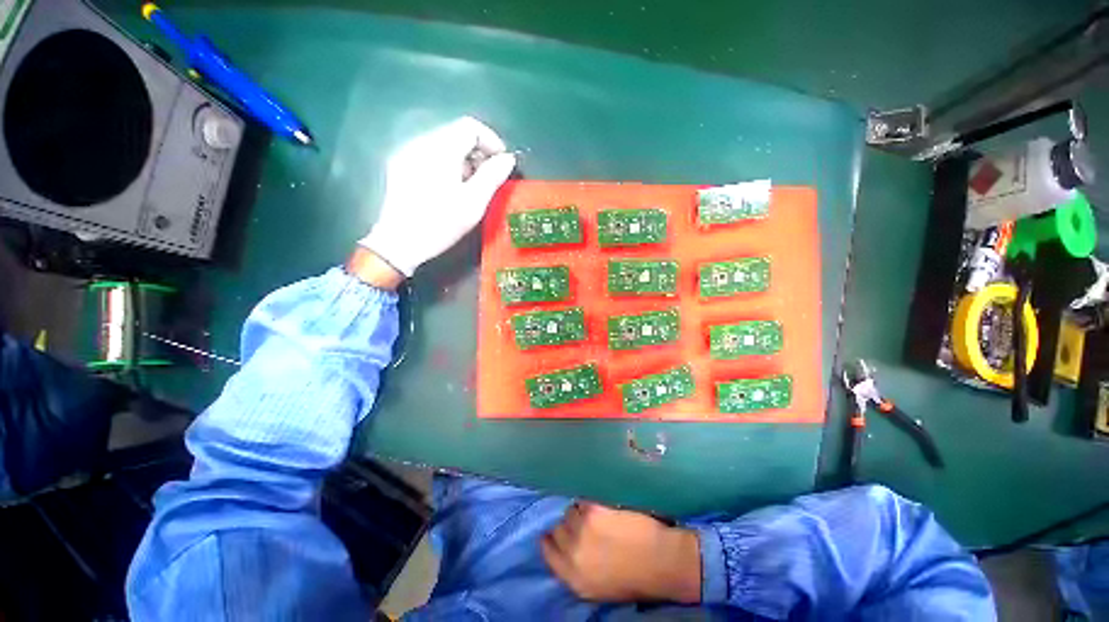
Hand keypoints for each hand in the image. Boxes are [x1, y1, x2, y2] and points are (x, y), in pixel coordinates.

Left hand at [359, 116, 516, 276]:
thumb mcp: (473, 203)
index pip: (471, 127)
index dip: (492, 141)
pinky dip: (447, 165)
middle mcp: (421, 143)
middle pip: (456, 134)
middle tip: (489, 179)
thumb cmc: (440, 224)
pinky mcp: (400, 166)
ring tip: (471, 187)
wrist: (399, 243)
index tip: (502, 164)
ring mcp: (407, 153)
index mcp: (440, 149)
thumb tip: (508, 158)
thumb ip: (493, 176)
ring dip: (464, 160)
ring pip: (444, 144)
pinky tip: (450, 188)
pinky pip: (430, 155)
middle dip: (478, 153)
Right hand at [542, 502, 700, 603]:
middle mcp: (573, 553)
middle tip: (582, 523)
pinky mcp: (594, 510)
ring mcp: (582, 529)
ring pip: (570, 511)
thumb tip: (563, 547)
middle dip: (567, 525)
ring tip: (595, 515)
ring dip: (579, 512)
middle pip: (557, 528)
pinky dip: (590, 502)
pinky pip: (583, 500)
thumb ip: (575, 568)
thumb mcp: (596, 587)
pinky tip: (602, 507)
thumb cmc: (634, 578)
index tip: (552, 531)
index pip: (547, 552)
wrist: (661, 561)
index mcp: (573, 578)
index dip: (549, 539)